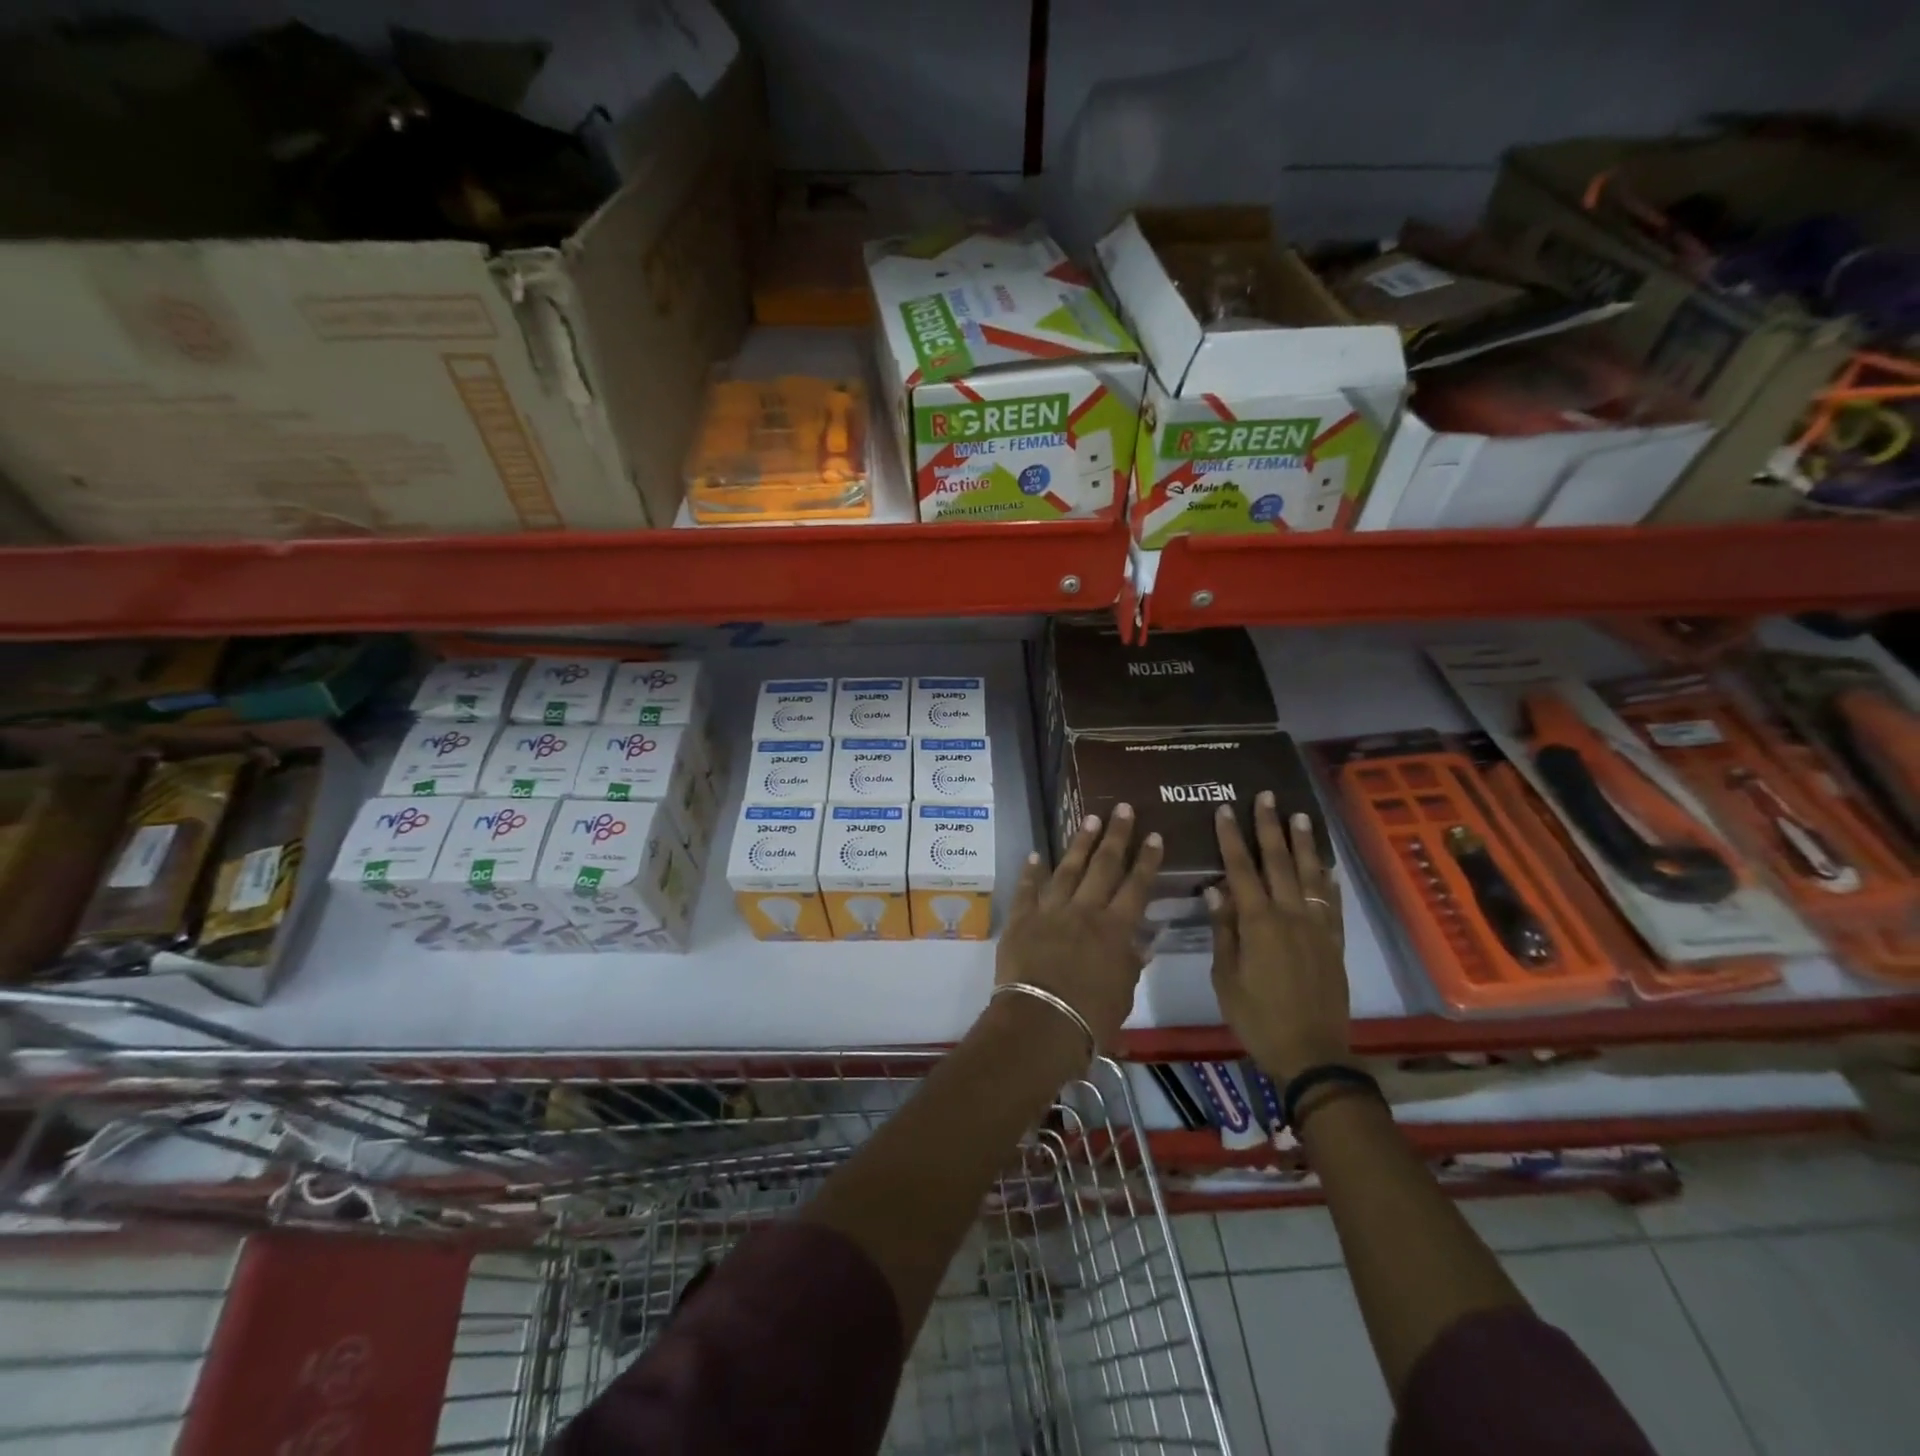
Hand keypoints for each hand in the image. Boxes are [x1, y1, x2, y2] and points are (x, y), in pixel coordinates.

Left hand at [996, 806, 1162, 1053]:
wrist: (1041, 1021)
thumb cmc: (1091, 1016)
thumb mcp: (1124, 993)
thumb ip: (1131, 962)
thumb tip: (1144, 942)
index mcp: (1115, 929)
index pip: (1136, 886)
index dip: (1147, 860)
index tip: (1154, 835)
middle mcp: (1085, 911)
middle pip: (1103, 866)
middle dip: (1116, 835)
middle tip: (1122, 808)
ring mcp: (1050, 911)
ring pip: (1068, 869)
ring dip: (1079, 843)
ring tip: (1089, 819)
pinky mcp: (1021, 919)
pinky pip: (1027, 890)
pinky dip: (1031, 872)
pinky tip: (1035, 855)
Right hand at [1206, 793, 1350, 1081]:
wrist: (1311, 1052)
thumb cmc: (1257, 1017)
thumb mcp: (1226, 977)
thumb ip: (1223, 931)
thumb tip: (1215, 891)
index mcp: (1258, 923)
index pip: (1241, 869)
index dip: (1231, 838)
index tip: (1225, 810)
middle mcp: (1289, 915)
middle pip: (1279, 862)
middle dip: (1270, 827)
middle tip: (1267, 797)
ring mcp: (1316, 927)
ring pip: (1309, 875)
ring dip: (1303, 843)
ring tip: (1300, 816)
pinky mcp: (1334, 943)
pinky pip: (1332, 904)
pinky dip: (1328, 881)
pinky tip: (1326, 866)